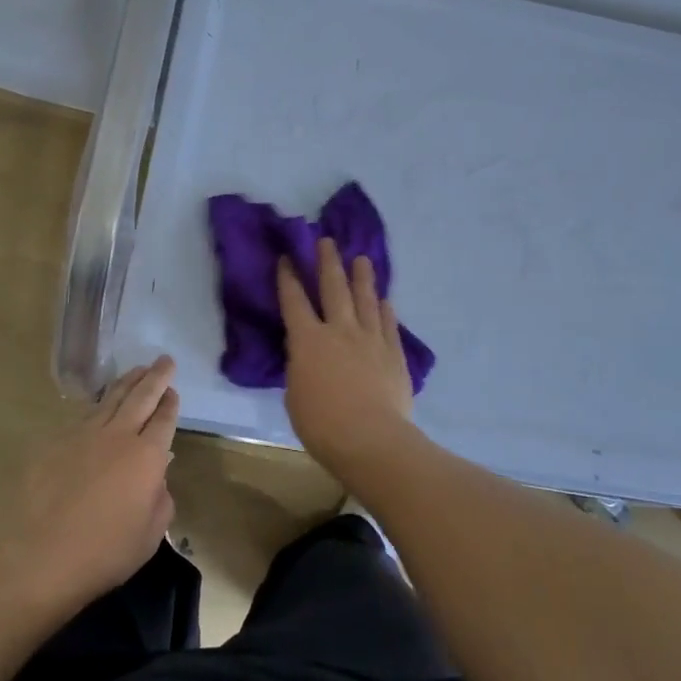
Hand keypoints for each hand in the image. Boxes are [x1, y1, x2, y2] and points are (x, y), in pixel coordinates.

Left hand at [0, 356, 179, 608]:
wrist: (38, 558)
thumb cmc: (103, 553)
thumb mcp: (149, 536)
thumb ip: (160, 500)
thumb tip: (155, 479)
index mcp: (146, 456)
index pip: (164, 419)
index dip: (170, 403)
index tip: (173, 390)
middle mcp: (117, 436)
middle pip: (141, 397)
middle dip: (155, 377)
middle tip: (164, 360)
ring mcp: (82, 435)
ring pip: (110, 399)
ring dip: (127, 382)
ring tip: (137, 370)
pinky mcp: (53, 443)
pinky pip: (82, 417)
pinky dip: (97, 407)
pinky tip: (99, 407)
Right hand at [276, 238, 417, 474]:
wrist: (371, 438)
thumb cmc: (322, 423)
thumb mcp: (295, 394)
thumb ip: (301, 367)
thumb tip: (307, 356)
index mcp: (308, 340)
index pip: (294, 301)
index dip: (289, 278)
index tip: (287, 258)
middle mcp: (339, 330)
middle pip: (334, 288)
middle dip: (328, 262)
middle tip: (326, 241)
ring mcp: (370, 339)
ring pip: (366, 299)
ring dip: (362, 277)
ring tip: (361, 259)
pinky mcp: (393, 353)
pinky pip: (388, 323)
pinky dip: (385, 309)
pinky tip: (385, 300)